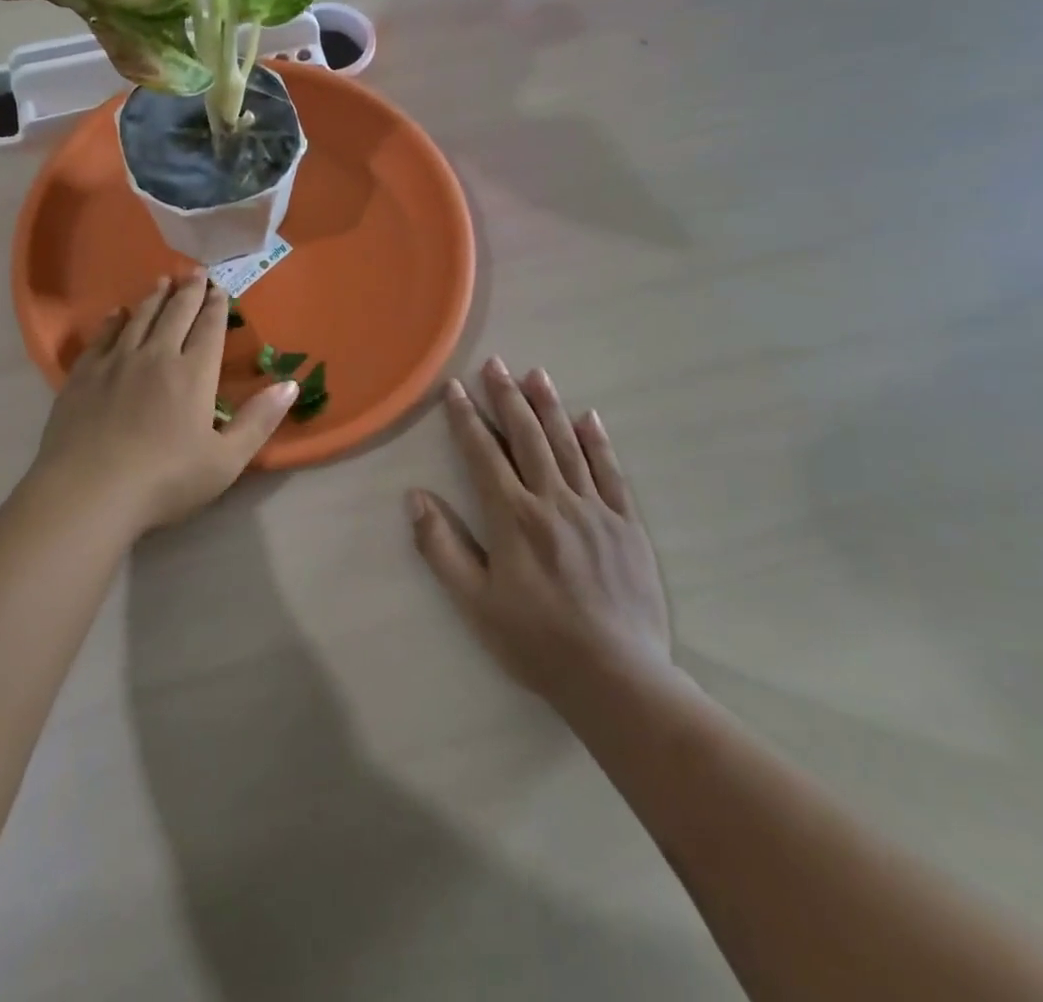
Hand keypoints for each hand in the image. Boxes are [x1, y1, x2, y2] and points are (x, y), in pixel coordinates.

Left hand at [28, 272, 299, 534]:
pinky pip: (103, 336)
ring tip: (162, 280)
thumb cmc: (165, 481)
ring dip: (154, 297)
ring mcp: (116, 362)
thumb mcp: (226, 461)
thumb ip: (259, 421)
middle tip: (195, 272)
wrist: (89, 492)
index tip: (220, 288)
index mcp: (193, 374)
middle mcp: (156, 356)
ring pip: (140, 318)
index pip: (209, 329)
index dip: (217, 307)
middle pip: (176, 314)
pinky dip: (114, 320)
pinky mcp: (84, 375)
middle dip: (189, 291)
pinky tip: (118, 313)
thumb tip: (291, 384)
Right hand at [410, 358, 676, 707]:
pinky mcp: (627, 525)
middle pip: (527, 438)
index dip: (465, 418)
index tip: (454, 388)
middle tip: (495, 364)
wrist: (617, 678)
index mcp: (513, 517)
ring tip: (536, 374)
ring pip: (568, 446)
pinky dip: (597, 442)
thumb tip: (416, 497)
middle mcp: (553, 501)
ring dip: (549, 407)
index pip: (483, 454)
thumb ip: (442, 547)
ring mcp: (595, 509)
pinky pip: (611, 473)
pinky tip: (589, 418)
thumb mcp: (474, 602)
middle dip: (507, 398)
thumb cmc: (536, 641)